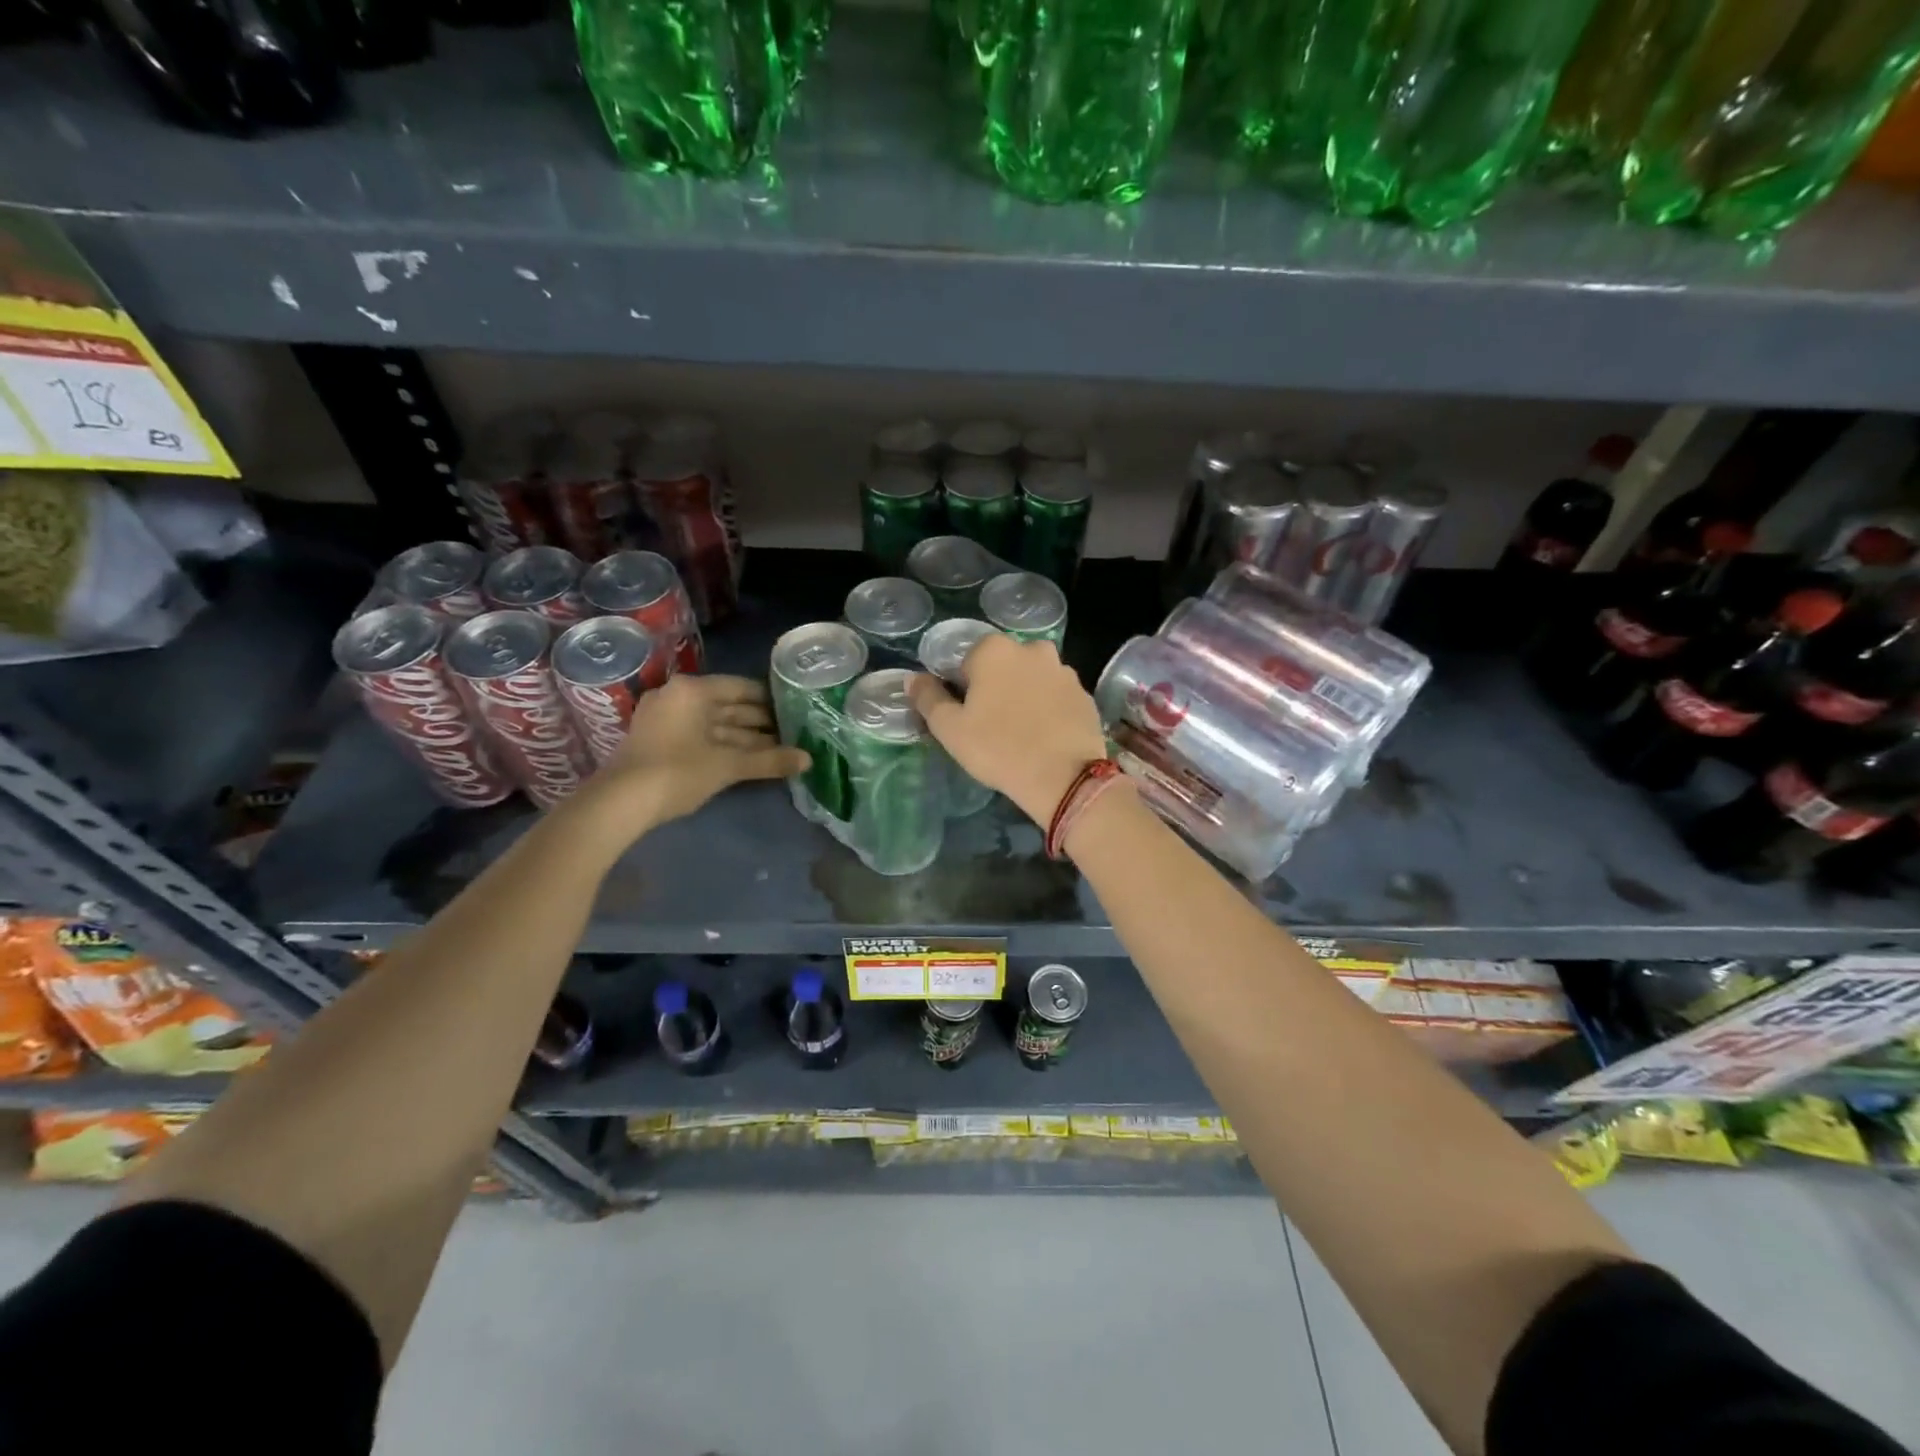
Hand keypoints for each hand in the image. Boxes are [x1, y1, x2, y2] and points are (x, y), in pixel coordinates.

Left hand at [589, 675, 807, 826]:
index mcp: (693, 690)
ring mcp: (666, 719)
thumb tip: (809, 760)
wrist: (620, 803)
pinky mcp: (659, 742)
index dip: (772, 701)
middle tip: (795, 733)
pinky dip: (725, 747)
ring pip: (715, 725)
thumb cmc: (678, 772)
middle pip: (729, 706)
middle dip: (761, 723)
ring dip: (746, 738)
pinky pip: (701, 737)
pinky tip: (750, 760)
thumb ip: (770, 760)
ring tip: (780, 750)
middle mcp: (678, 696)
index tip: (797, 711)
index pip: (742, 687)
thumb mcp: (728, 766)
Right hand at [908, 634, 1106, 825]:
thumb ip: (928, 698)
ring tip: (1021, 734)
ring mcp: (1064, 670)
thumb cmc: (998, 749)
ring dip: (1024, 697)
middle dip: (995, 689)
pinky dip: (1048, 710)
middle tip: (992, 727)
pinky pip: (1056, 697)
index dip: (962, 690)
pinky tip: (1044, 737)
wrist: (1064, 778)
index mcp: (994, 650)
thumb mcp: (950, 728)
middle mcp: (1032, 649)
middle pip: (1003, 667)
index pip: (966, 661)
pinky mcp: (1085, 695)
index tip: (967, 718)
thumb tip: (912, 678)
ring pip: (1032, 680)